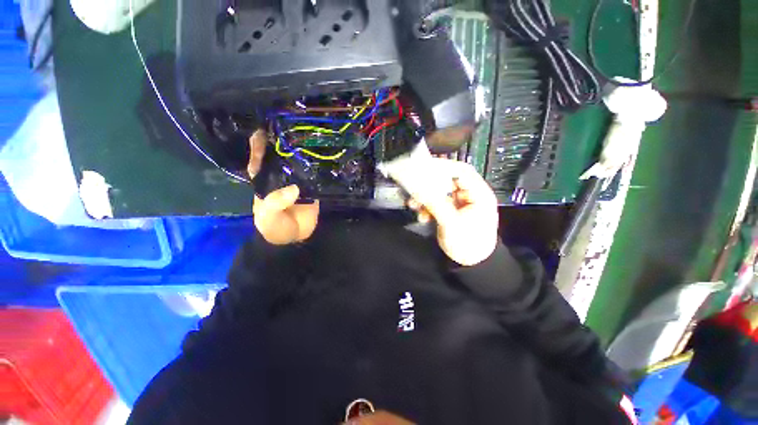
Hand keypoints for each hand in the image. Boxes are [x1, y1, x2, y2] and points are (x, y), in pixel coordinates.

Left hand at [247, 130, 319, 244]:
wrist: (296, 239)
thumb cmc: (275, 228)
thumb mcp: (268, 217)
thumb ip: (275, 203)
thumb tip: (294, 188)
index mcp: (263, 182)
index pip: (258, 160)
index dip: (258, 146)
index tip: (263, 129)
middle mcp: (278, 178)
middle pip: (278, 157)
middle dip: (281, 143)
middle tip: (288, 124)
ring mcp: (296, 182)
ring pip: (296, 163)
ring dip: (300, 151)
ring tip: (306, 134)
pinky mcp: (311, 187)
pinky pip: (312, 174)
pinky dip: (315, 165)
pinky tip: (320, 152)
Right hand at [407, 159, 498, 265]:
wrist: (471, 263)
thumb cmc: (468, 243)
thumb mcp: (451, 223)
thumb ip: (436, 204)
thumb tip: (419, 189)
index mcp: (478, 194)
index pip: (462, 172)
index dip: (444, 167)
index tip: (425, 167)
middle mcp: (469, 195)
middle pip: (448, 181)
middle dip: (430, 185)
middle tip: (414, 186)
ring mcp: (459, 203)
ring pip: (440, 193)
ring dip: (426, 197)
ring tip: (413, 204)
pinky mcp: (451, 211)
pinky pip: (437, 203)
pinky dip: (428, 206)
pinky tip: (421, 214)